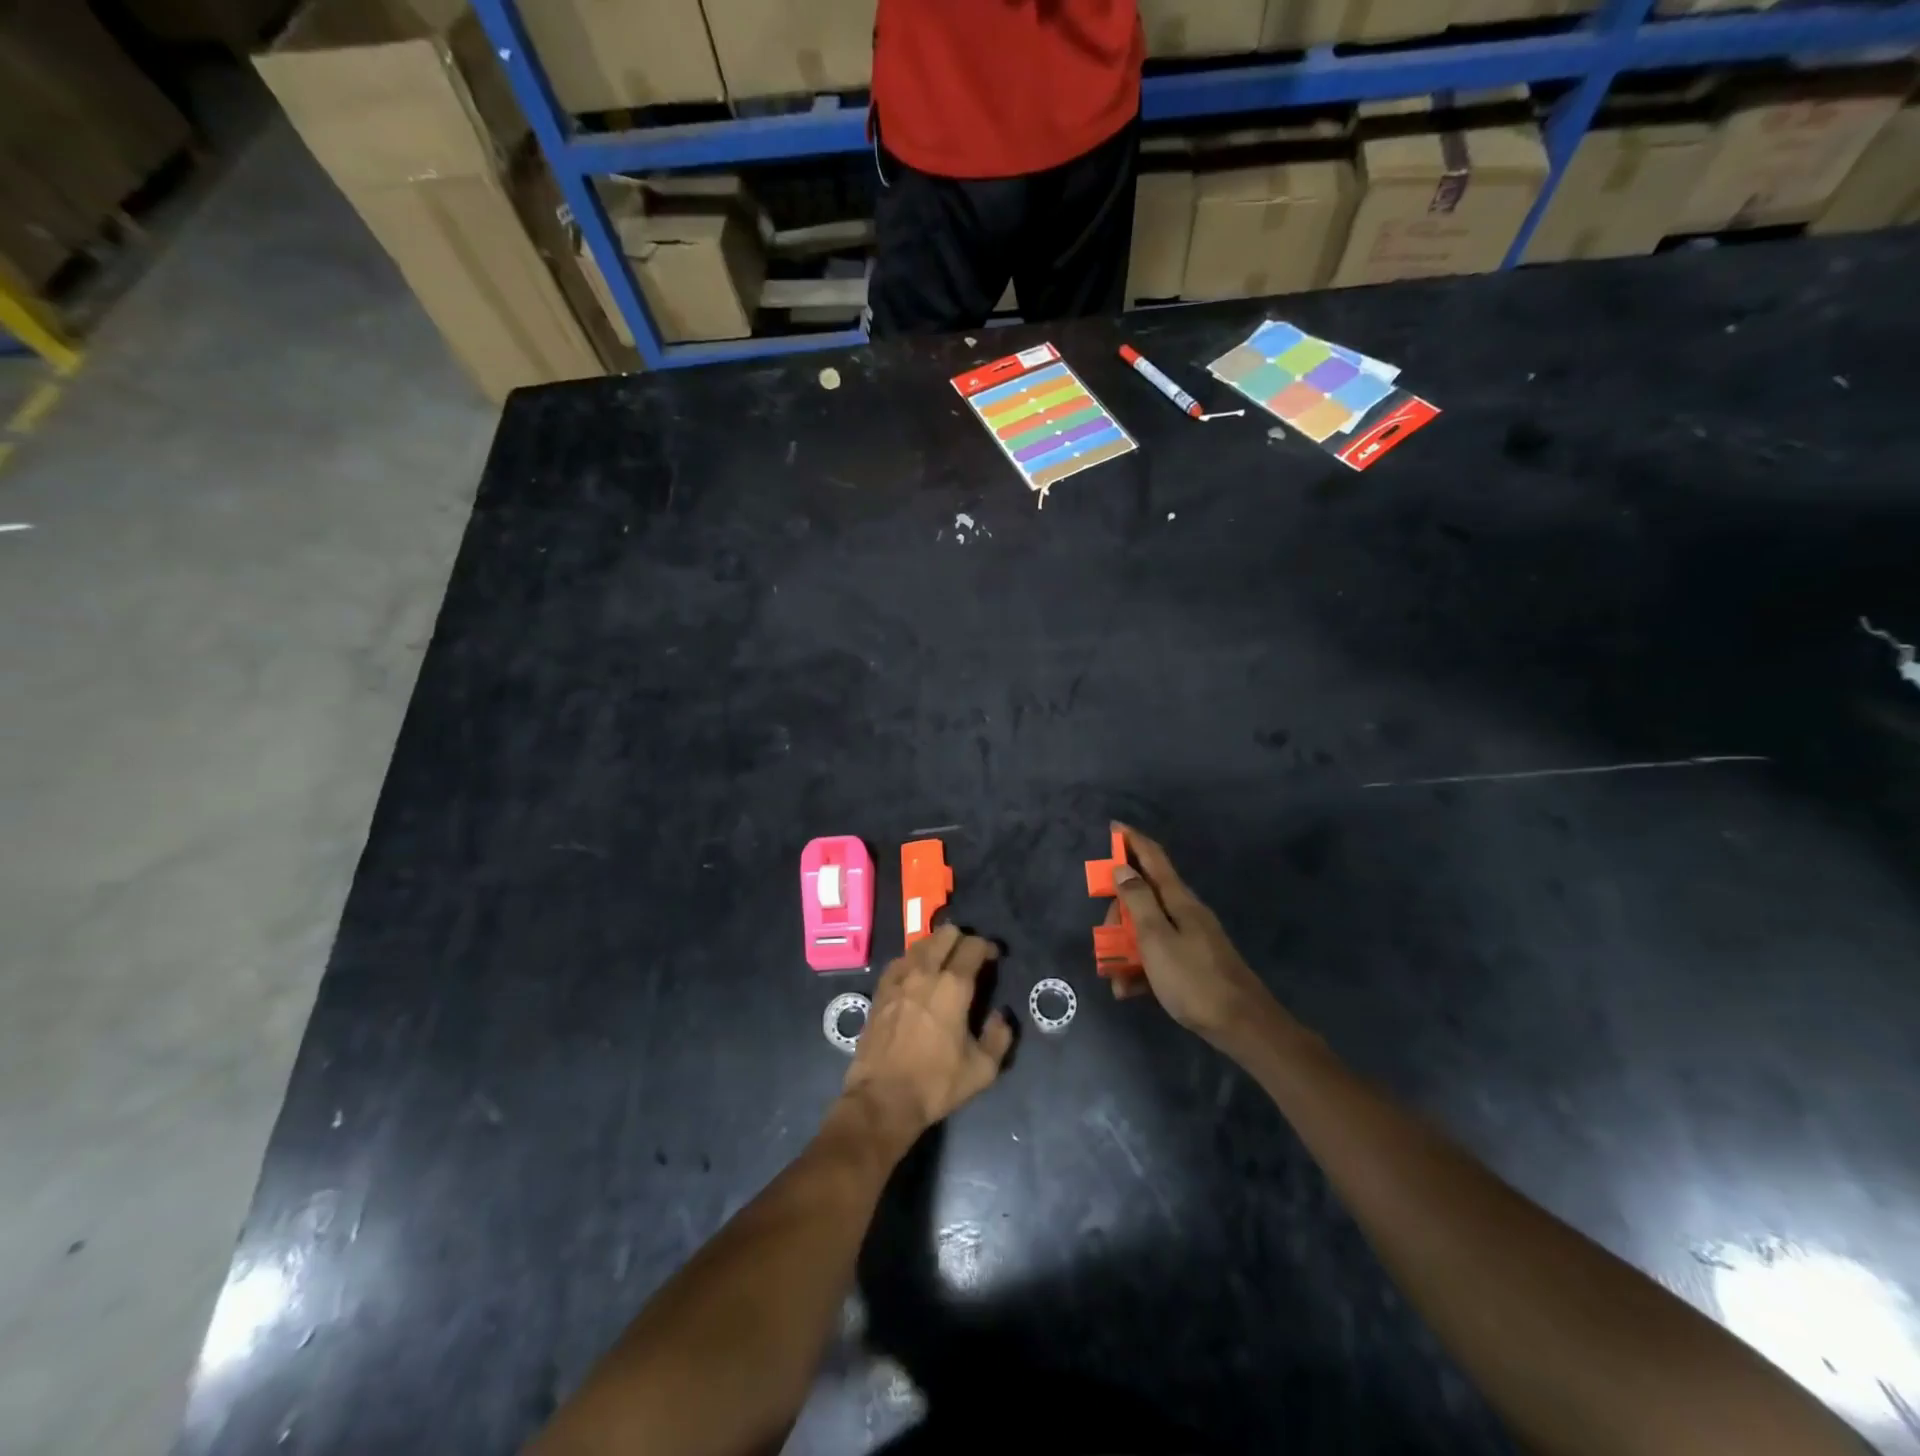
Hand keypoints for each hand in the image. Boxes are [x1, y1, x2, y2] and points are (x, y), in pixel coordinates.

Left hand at [841, 924, 1013, 1153]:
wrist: (883, 1098)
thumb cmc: (936, 1083)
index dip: (986, 947)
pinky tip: (916, 974)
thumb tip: (1000, 1015)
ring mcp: (899, 978)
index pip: (973, 946)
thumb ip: (999, 1037)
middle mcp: (926, 972)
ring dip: (936, 946)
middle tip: (968, 956)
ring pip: (920, 943)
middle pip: (945, 935)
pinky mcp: (880, 990)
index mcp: (954, 986)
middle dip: (961, 939)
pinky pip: (900, 961)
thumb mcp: (982, 1069)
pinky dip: (912, 960)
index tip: (992, 957)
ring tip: (943, 961)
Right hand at [1108, 823, 1289, 1053]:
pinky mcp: (1192, 963)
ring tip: (1113, 976)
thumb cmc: (1194, 980)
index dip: (1132, 841)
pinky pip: (1158, 955)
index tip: (1114, 827)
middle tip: (1105, 936)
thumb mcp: (1156, 939)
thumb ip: (1138, 901)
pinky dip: (1140, 968)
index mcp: (1178, 900)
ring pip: (1147, 929)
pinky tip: (1128, 990)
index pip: (1153, 858)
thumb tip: (1122, 868)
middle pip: (1144, 896)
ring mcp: (1191, 938)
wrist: (1243, 1026)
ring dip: (1125, 946)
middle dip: (1118, 911)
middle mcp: (1185, 912)